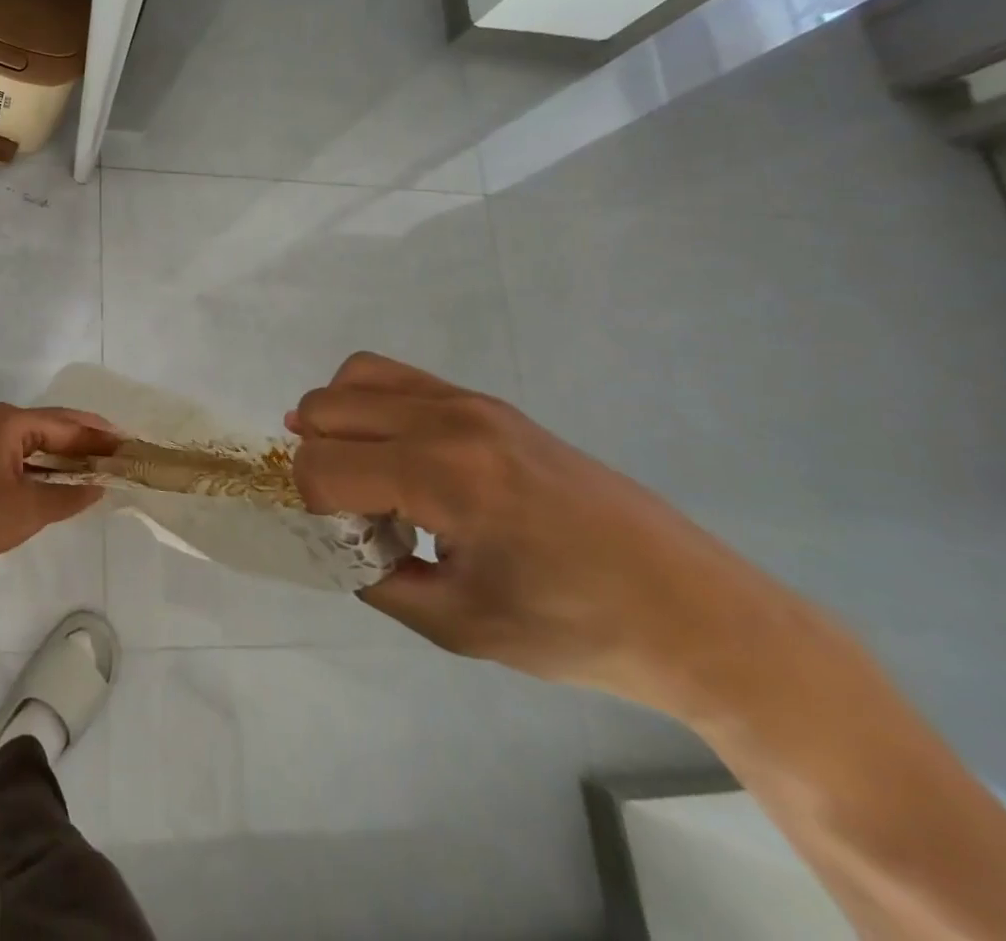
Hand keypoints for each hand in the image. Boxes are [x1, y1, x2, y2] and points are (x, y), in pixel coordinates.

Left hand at [0, 404, 115, 582]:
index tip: (130, 445)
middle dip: (85, 441)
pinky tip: (59, 480)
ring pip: (35, 441)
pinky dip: (42, 465)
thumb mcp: (26, 510)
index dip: (100, 437)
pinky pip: (19, 454)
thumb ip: (68, 497)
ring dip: (64, 454)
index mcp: (10, 421)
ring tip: (98, 467)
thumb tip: (99, 487)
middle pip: (52, 426)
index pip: (67, 424)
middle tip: (119, 454)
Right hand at [289, 353, 823, 716]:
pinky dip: (370, 404)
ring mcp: (471, 401)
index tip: (347, 542)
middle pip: (326, 407)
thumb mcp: (458, 626)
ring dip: (336, 422)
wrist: (692, 610)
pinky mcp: (489, 401)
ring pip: (355, 376)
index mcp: (443, 476)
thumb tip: (340, 538)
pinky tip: (393, 453)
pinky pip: (398, 377)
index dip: (312, 505)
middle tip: (352, 512)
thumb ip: (375, 578)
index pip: (323, 465)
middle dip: (316, 459)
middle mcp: (449, 419)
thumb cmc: (577, 629)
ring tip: (361, 473)